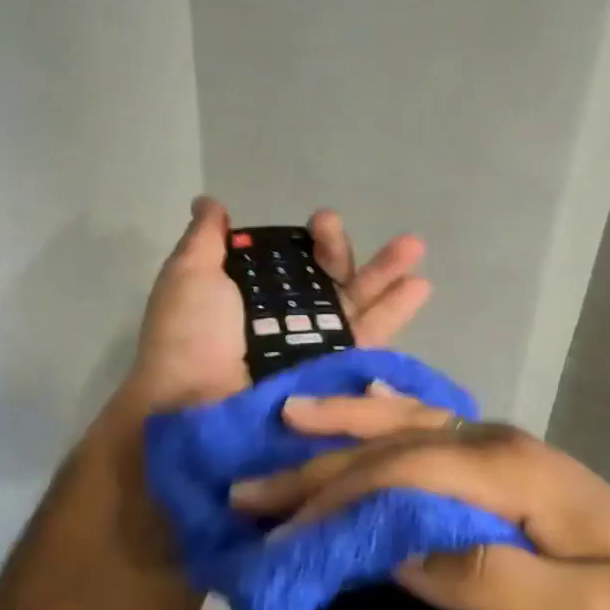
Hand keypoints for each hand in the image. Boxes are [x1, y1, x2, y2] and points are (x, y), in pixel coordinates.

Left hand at [125, 198, 432, 413]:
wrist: (194, 406)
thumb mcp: (189, 276)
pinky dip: (395, 313)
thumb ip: (205, 240)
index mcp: (256, 295)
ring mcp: (314, 348)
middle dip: (347, 252)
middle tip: (350, 230)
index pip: (296, 261)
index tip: (321, 222)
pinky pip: (369, 341)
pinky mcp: (334, 374)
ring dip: (387, 274)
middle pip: (331, 279)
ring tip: (414, 247)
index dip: (313, 241)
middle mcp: (289, 320)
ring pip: (357, 305)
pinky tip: (420, 286)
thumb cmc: (189, 337)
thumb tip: (210, 202)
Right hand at [230, 390, 609, 609]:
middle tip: (255, 485)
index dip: (337, 498)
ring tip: (289, 419)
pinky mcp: (505, 470)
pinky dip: (386, 420)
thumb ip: (486, 578)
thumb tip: (398, 552)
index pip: (403, 472)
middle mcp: (497, 443)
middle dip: (321, 463)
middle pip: (394, 443)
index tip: (281, 530)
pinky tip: (364, 409)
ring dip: (346, 426)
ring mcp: (502, 450)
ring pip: (408, 424)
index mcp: (510, 471)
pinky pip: (430, 430)